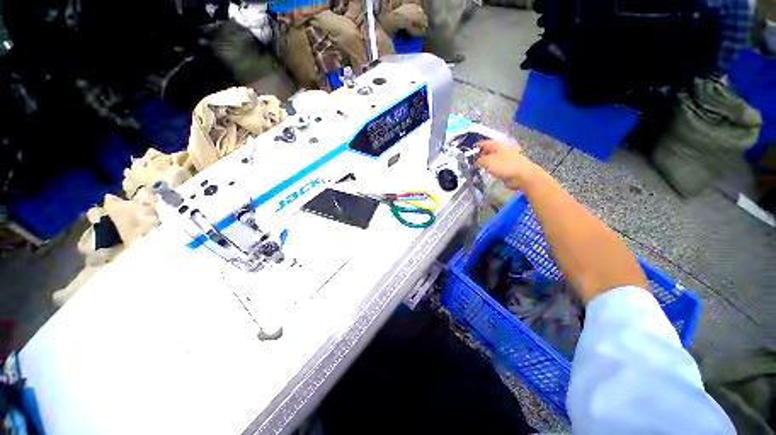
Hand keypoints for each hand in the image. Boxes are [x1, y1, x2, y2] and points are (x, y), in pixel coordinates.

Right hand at [476, 139, 539, 189]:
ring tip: (478, 167)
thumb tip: (476, 161)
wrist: (522, 175)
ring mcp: (505, 158)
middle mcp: (501, 149)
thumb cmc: (504, 166)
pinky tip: (488, 172)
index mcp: (497, 144)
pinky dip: (491, 168)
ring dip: (485, 162)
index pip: (484, 143)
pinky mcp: (507, 166)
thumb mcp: (487, 162)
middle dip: (480, 155)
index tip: (469, 154)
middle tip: (472, 162)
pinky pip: (496, 166)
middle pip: (488, 150)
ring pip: (492, 159)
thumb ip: (479, 160)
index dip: (476, 148)